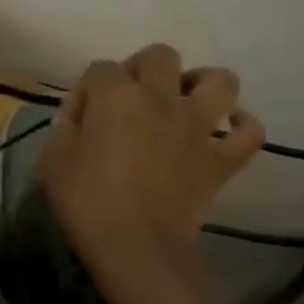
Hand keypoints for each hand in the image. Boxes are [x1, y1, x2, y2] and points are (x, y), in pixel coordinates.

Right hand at [40, 44, 264, 286]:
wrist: (135, 247)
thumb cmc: (86, 200)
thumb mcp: (53, 157)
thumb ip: (67, 125)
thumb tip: (83, 114)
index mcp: (116, 95)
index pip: (99, 69)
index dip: (87, 90)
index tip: (79, 118)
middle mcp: (161, 98)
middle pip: (160, 56)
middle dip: (142, 68)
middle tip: (130, 98)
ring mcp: (198, 127)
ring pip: (219, 80)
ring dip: (201, 84)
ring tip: (184, 101)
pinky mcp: (222, 159)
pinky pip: (250, 132)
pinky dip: (242, 126)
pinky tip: (226, 130)